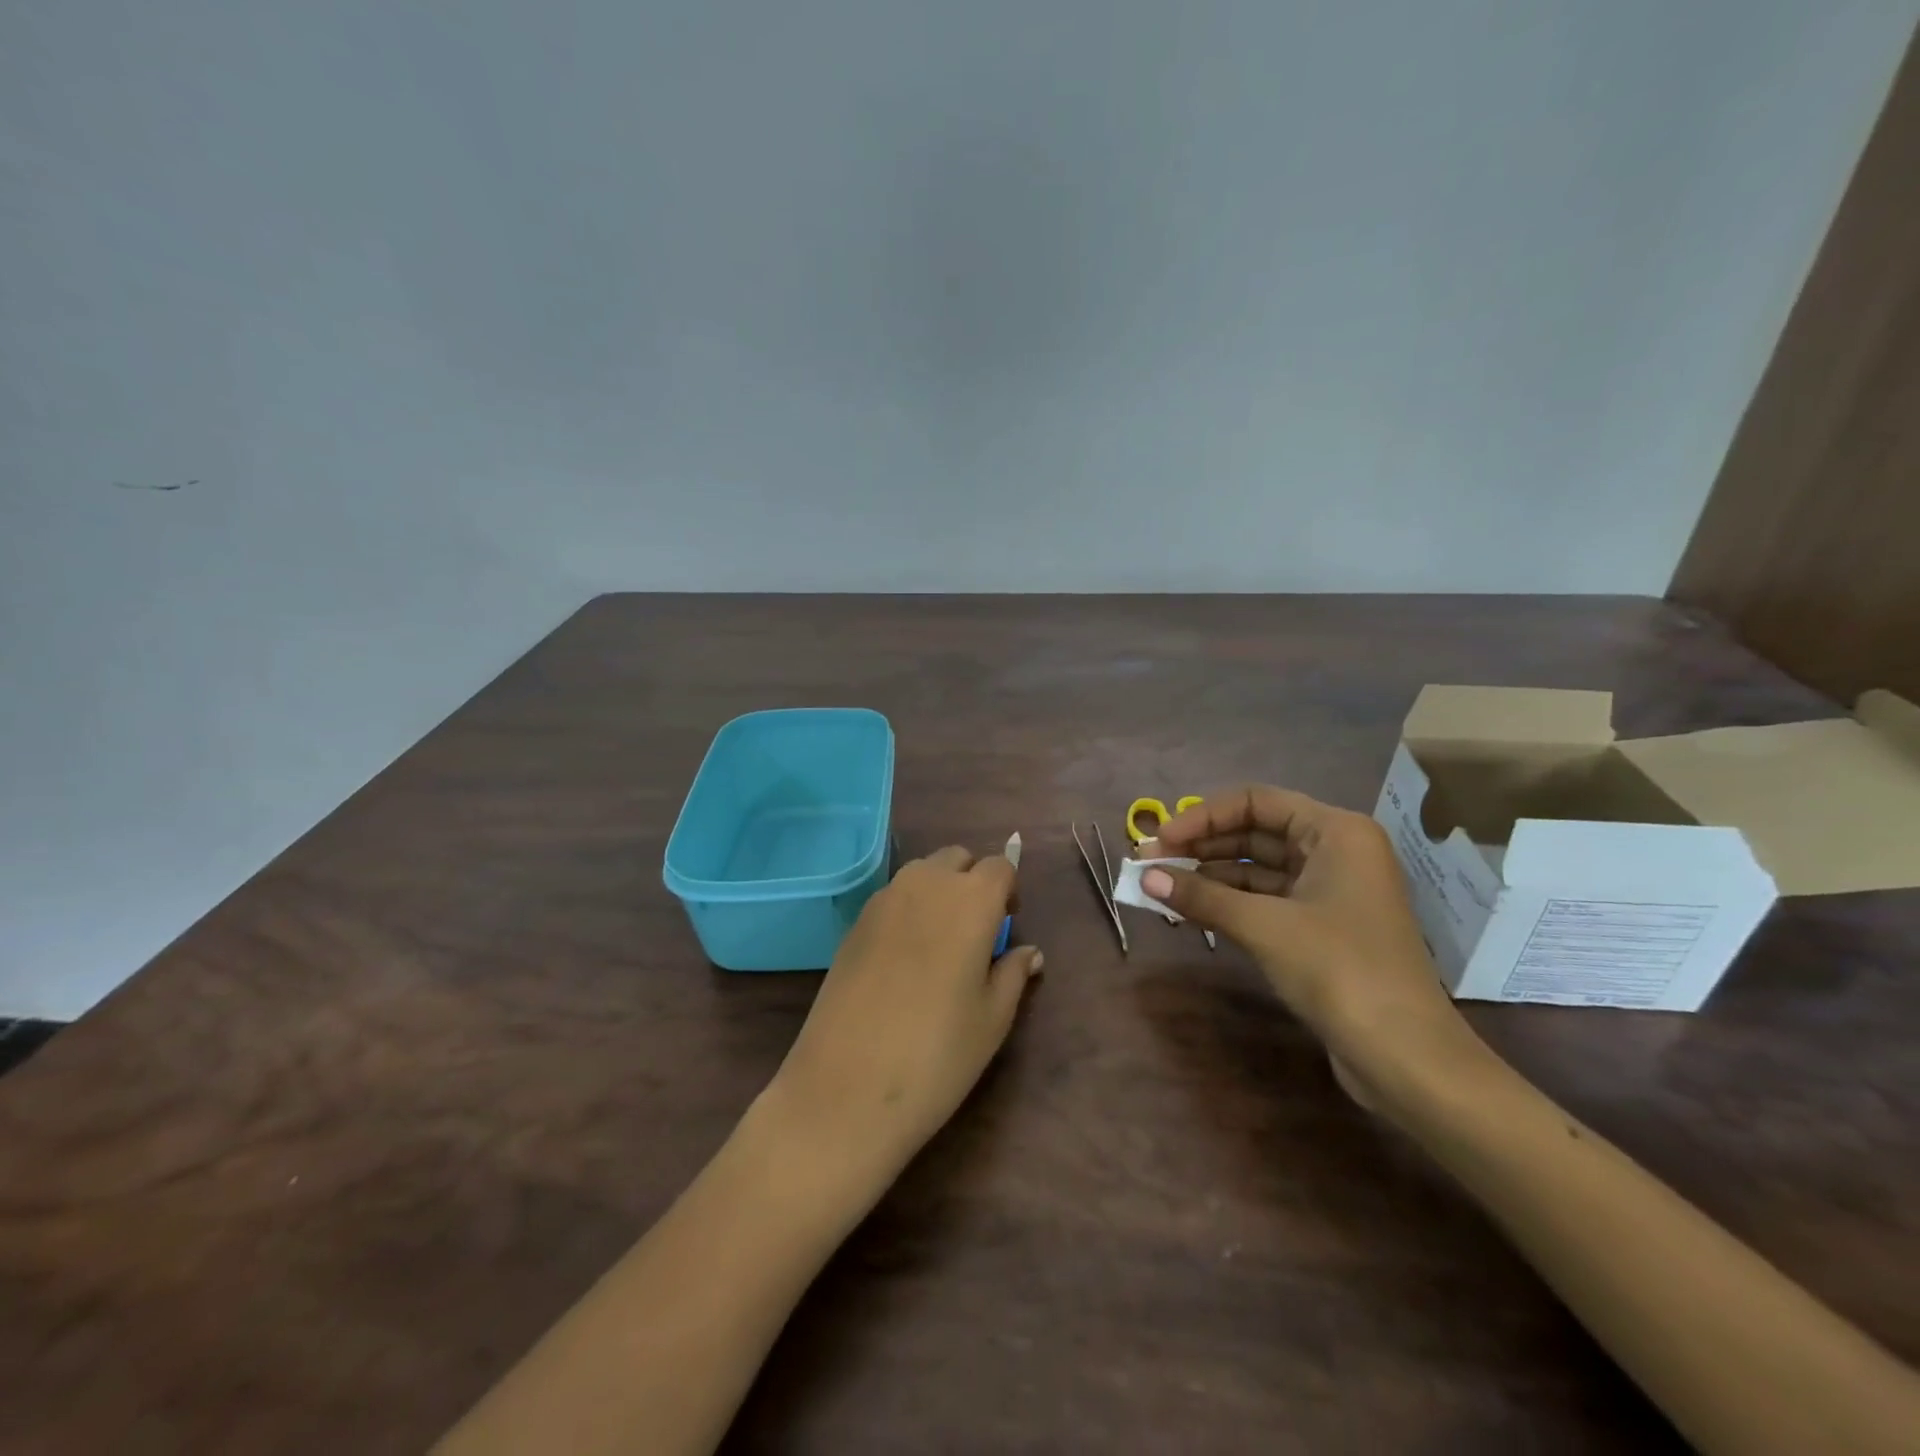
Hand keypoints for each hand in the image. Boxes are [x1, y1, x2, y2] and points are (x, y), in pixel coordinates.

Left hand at [768, 846, 1042, 1181]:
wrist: (846, 1087)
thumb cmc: (937, 1055)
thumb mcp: (992, 1019)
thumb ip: (1013, 974)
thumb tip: (1029, 952)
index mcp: (970, 901)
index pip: (1000, 867)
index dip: (1009, 890)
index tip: (1007, 924)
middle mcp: (926, 885)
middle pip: (957, 859)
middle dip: (973, 881)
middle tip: (976, 931)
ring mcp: (883, 900)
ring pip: (921, 873)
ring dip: (938, 890)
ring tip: (940, 943)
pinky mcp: (854, 922)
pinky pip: (892, 896)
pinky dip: (908, 909)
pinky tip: (904, 958)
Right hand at [1144, 786, 1487, 1110]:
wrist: (1405, 1056)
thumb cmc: (1339, 970)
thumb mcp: (1264, 926)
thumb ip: (1202, 895)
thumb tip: (1144, 877)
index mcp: (1335, 832)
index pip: (1255, 802)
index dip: (1203, 817)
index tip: (1161, 840)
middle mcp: (1335, 851)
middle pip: (1255, 832)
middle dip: (1201, 845)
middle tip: (1150, 862)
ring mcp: (1330, 891)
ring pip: (1257, 868)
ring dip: (1210, 875)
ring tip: (1161, 885)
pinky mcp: (1322, 928)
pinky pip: (1266, 899)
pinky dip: (1229, 901)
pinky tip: (1192, 909)